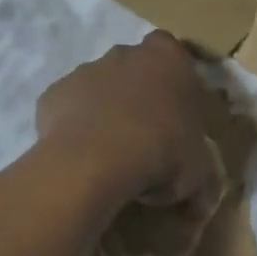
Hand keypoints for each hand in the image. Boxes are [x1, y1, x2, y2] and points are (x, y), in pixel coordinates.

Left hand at [36, 33, 221, 209]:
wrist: (96, 160)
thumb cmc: (161, 153)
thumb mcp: (198, 173)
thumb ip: (202, 178)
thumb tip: (202, 201)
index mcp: (168, 59)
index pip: (174, 54)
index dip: (173, 83)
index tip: (175, 113)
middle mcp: (126, 54)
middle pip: (134, 68)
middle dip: (138, 94)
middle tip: (144, 136)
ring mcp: (86, 70)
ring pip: (98, 87)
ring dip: (104, 110)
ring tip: (110, 153)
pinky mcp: (54, 93)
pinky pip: (68, 108)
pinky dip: (74, 126)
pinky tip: (81, 156)